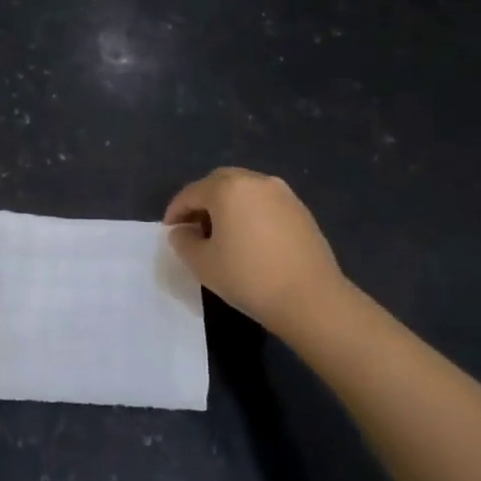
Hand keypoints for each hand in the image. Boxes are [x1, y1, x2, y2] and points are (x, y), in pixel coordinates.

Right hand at [165, 167, 356, 341]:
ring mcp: (283, 194)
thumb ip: (183, 242)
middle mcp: (255, 181)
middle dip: (202, 201)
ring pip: (244, 190)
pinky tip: (249, 239)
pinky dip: (250, 213)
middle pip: (219, 183)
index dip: (175, 211)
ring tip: (222, 234)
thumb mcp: (202, 263)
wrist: (311, 299)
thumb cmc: (248, 277)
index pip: (191, 193)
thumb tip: (182, 231)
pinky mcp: (301, 210)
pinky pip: (265, 203)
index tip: (169, 231)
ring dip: (227, 205)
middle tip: (193, 227)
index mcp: (228, 188)